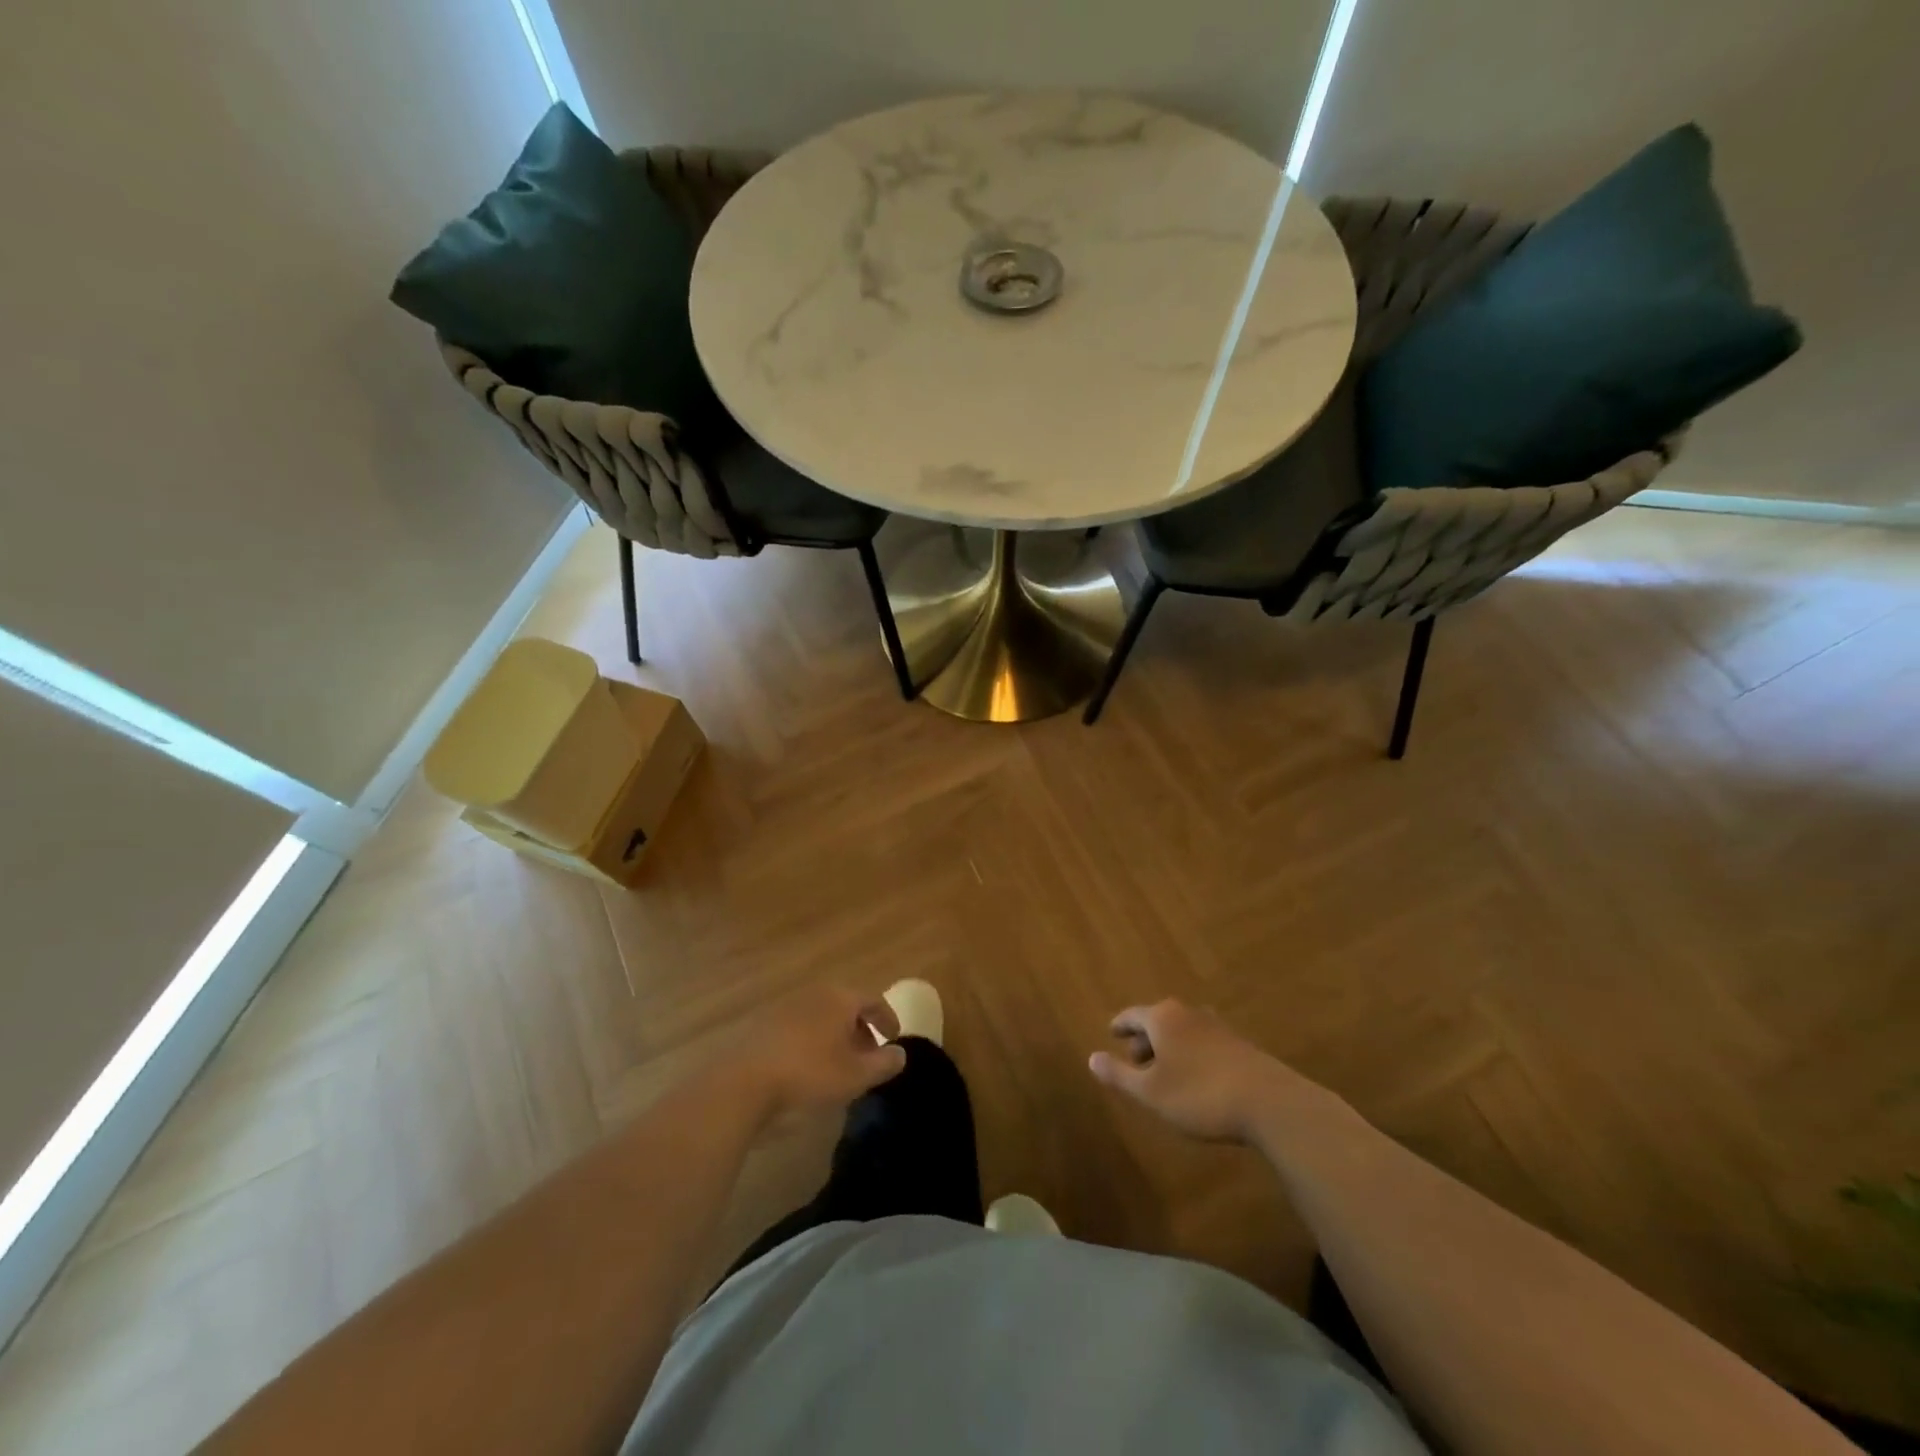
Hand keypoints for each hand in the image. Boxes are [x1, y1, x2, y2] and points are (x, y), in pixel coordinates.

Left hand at [723, 984, 905, 1126]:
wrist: (744, 1083)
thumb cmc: (809, 1074)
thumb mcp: (856, 1076)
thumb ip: (884, 1063)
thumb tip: (900, 1053)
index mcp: (839, 998)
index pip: (873, 1000)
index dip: (888, 1018)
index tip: (895, 1038)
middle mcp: (814, 993)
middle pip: (846, 1006)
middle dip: (861, 1029)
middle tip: (869, 1055)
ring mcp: (785, 1006)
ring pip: (821, 1016)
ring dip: (835, 1036)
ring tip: (840, 1064)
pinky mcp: (763, 1024)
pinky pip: (799, 1027)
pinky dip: (812, 1041)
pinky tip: (809, 1068)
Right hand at [1088, 1000, 1293, 1142]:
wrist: (1269, 1103)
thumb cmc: (1199, 1094)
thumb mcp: (1150, 1092)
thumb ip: (1119, 1074)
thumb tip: (1091, 1058)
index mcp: (1162, 1018)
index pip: (1132, 1014)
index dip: (1120, 1025)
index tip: (1112, 1034)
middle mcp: (1188, 1013)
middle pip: (1158, 1020)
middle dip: (1145, 1039)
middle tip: (1136, 1059)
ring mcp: (1217, 1026)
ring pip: (1183, 1031)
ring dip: (1170, 1048)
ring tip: (1165, 1072)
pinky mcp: (1239, 1044)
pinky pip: (1203, 1042)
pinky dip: (1191, 1054)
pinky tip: (1196, 1078)